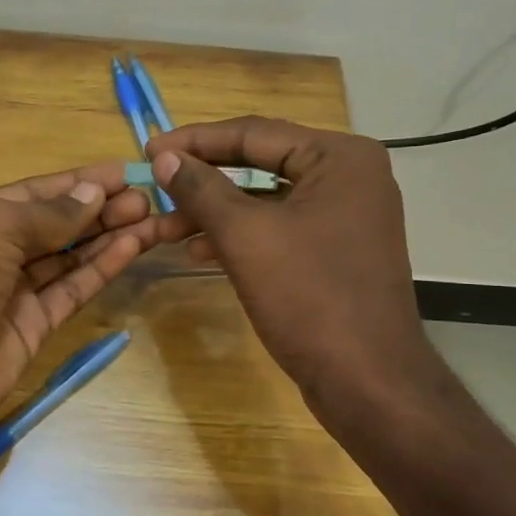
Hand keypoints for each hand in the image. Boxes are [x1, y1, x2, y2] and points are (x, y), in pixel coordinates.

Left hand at [0, 165, 170, 458]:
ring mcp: (12, 292)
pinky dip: (100, 269)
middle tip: (147, 197)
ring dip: (107, 236)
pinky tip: (132, 247)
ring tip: (152, 218)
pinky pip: (71, 290)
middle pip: (54, 225)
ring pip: (68, 258)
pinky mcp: (32, 327)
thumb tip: (94, 193)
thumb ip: (49, 213)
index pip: (32, 193)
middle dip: (99, 209)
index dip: (78, 182)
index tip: (124, 172)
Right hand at [147, 118, 443, 425]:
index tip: (148, 149)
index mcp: (339, 157)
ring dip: (214, 211)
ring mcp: (346, 214)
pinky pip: (279, 227)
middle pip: (260, 163)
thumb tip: (163, 157)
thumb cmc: (309, 297)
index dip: (195, 140)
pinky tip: (197, 250)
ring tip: (164, 226)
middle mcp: (349, 176)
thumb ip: (202, 189)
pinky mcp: (336, 249)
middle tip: (154, 183)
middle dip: (203, 179)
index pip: (253, 133)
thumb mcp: (245, 236)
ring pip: (265, 199)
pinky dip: (239, 235)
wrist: (368, 382)